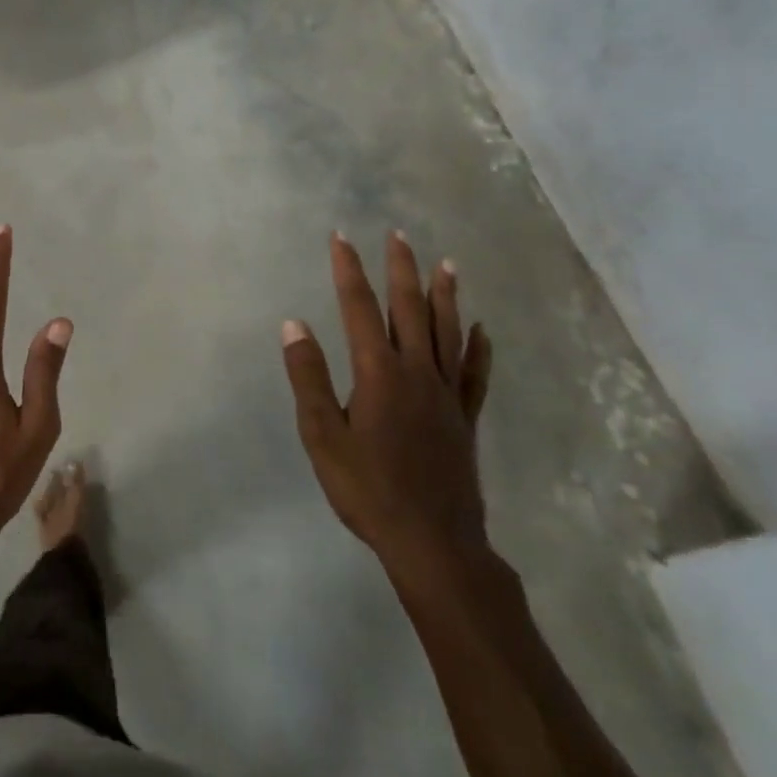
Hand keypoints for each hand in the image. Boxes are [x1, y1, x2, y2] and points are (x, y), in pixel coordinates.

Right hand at [282, 232, 493, 602]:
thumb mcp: (322, 436)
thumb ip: (309, 377)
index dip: (349, 270)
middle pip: (410, 309)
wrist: (433, 542)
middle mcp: (416, 372)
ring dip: (445, 295)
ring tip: (446, 263)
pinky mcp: (465, 418)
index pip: (360, 308)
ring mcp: (446, 394)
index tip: (341, 238)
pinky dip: (478, 347)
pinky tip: (481, 329)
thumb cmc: (367, 489)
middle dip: (401, 269)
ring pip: (447, 331)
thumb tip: (295, 324)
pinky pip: (474, 373)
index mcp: (378, 373)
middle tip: (398, 234)